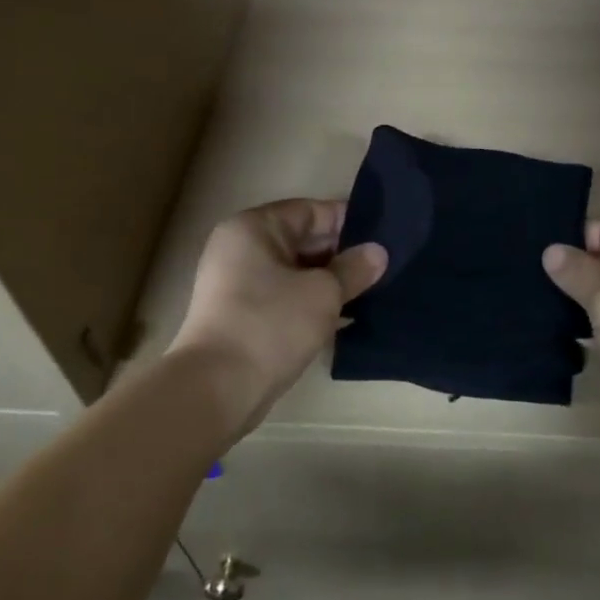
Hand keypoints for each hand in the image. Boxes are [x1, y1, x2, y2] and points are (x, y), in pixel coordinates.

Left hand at [169, 199, 385, 423]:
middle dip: (342, 254)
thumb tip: (378, 252)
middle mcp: (240, 247)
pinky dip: (310, 302)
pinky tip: (343, 317)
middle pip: (302, 240)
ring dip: (329, 282)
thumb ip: (354, 268)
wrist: (215, 389)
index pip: (311, 211)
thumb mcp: (324, 293)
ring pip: (295, 271)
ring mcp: (236, 283)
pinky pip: (284, 296)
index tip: (384, 239)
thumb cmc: (270, 325)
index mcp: (254, 227)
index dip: (349, 223)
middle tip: (382, 268)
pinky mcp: (239, 315)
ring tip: (370, 292)